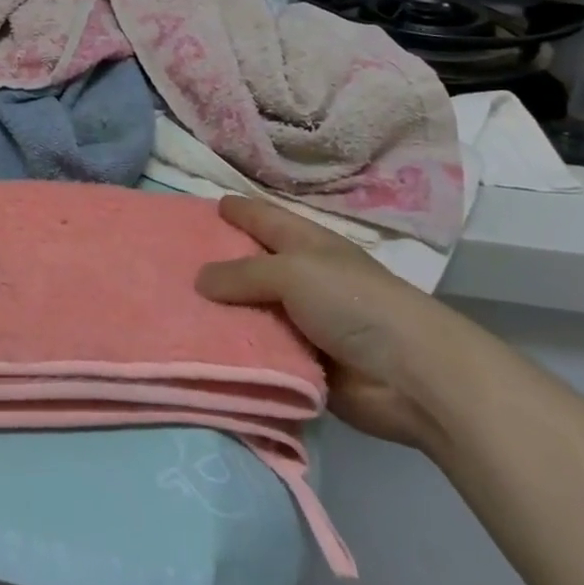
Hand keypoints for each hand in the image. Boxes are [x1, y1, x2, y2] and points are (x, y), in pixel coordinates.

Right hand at [195, 195, 457, 451]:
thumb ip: (242, 273)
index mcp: (305, 244)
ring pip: (250, 311)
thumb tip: (198, 280)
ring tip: (173, 307)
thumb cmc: (354, 303)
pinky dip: (234, 350)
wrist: (413, 377)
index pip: (262, 218)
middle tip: (170, 261)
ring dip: (220, 313)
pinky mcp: (301, 364)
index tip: (203, 207)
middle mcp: (301, 278)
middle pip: (250, 266)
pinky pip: (258, 351)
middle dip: (216, 264)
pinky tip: (198, 347)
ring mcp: (302, 323)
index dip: (236, 210)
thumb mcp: (293, 272)